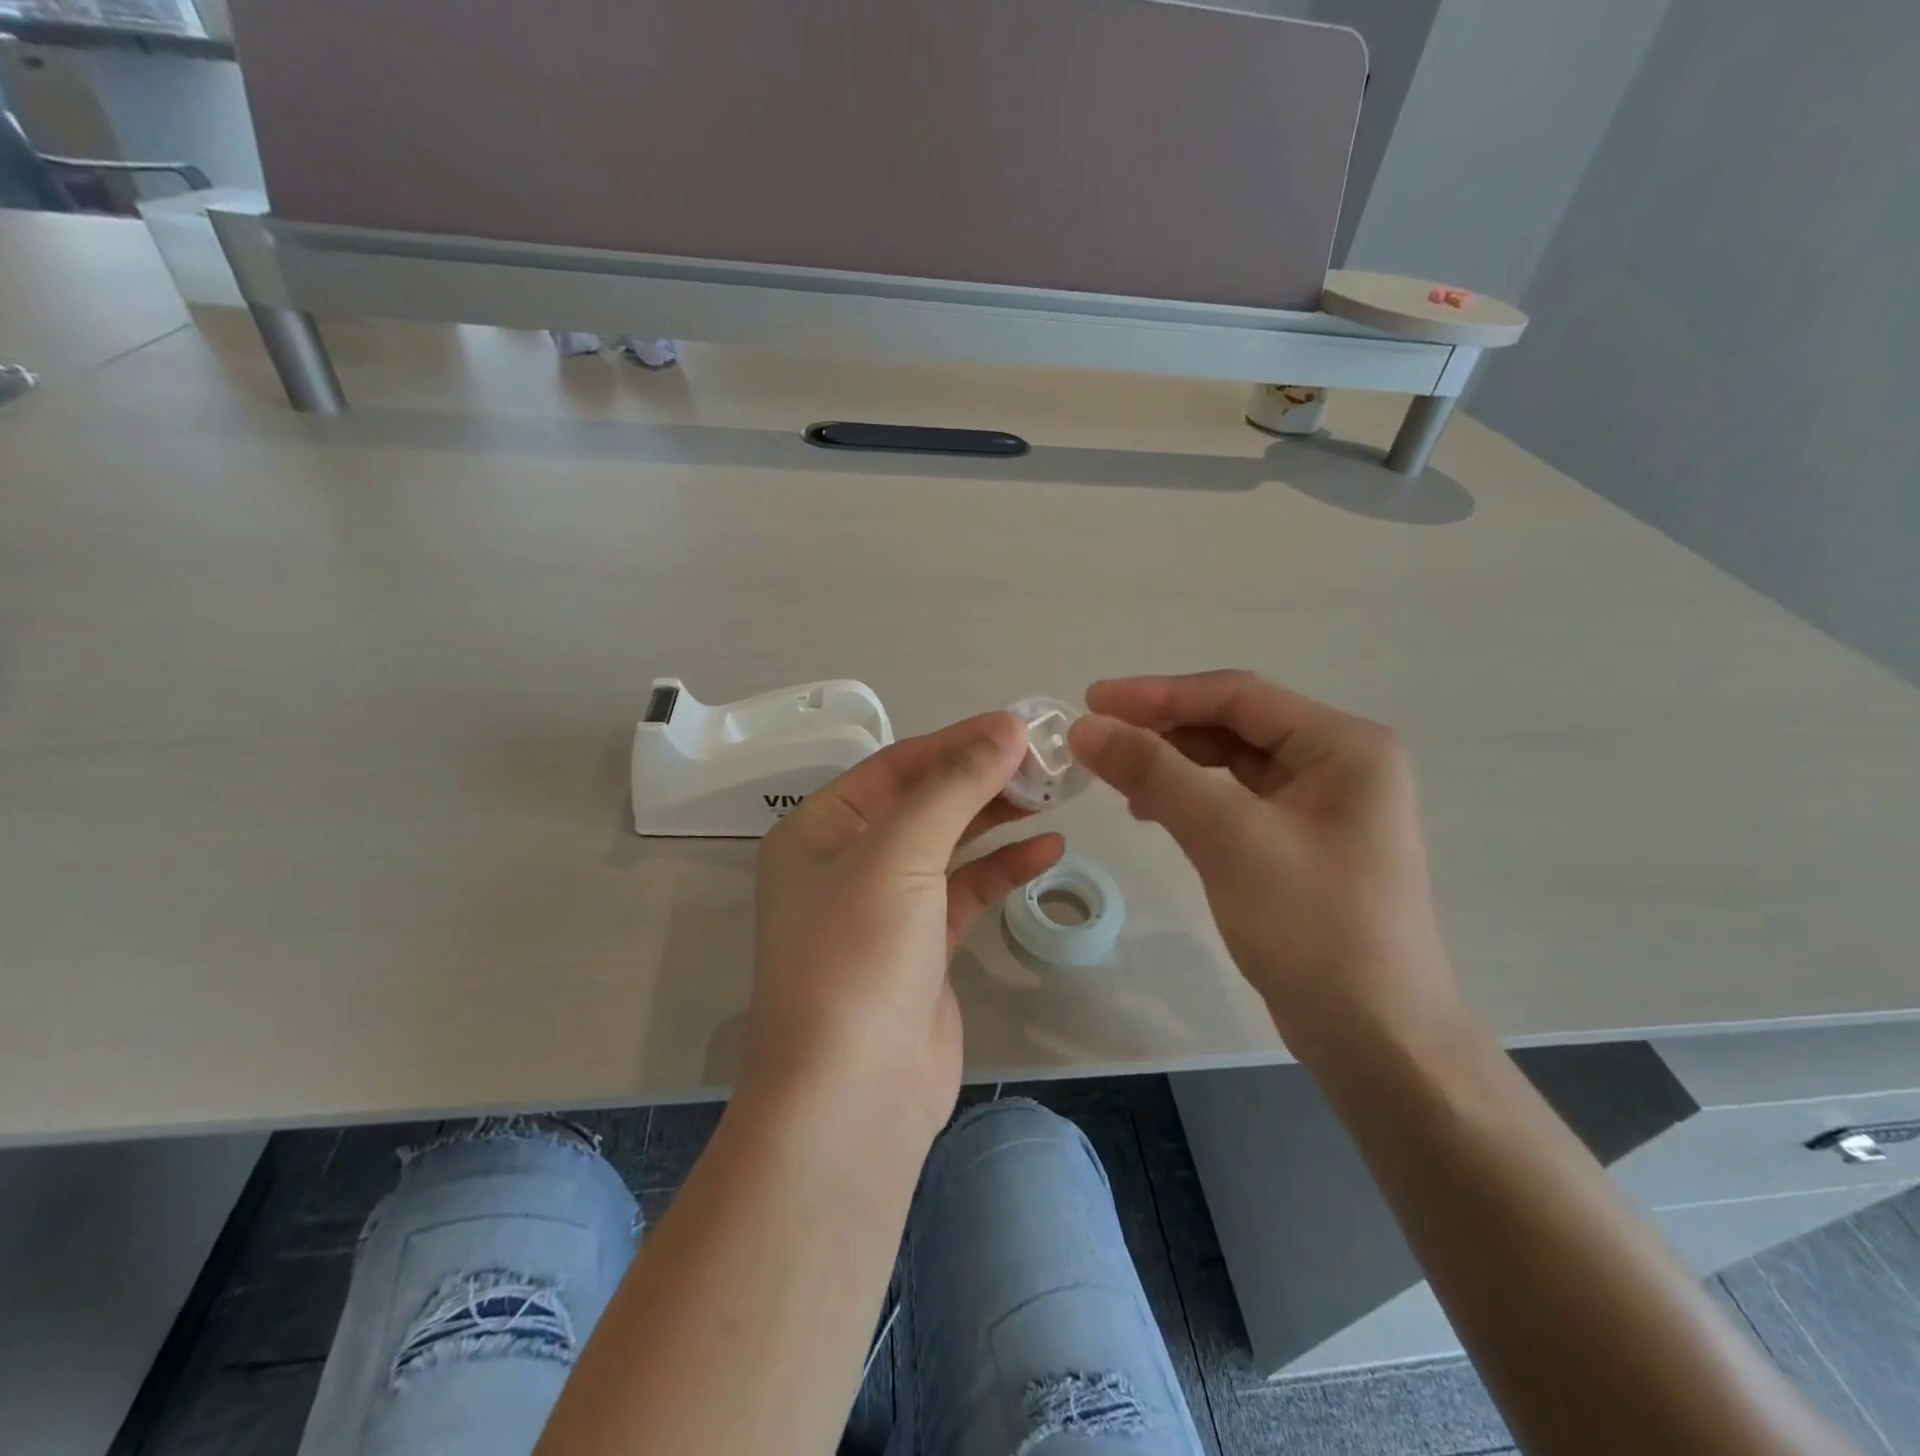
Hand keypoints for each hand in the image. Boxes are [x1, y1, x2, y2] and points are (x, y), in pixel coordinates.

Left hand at [745, 712, 1064, 1143]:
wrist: (852, 1097)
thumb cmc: (858, 956)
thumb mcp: (900, 853)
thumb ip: (956, 786)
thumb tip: (1008, 726)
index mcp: (820, 829)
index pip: (897, 766)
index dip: (959, 741)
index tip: (1021, 726)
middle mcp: (848, 860)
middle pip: (925, 802)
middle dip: (983, 779)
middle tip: (1047, 760)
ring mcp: (886, 906)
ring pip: (949, 845)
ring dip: (997, 819)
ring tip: (1055, 795)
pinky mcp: (922, 946)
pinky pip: (966, 891)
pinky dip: (1003, 868)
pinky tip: (1048, 849)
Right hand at [1068, 671, 1457, 1051]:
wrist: (1375, 1038)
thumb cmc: (1312, 926)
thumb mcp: (1228, 838)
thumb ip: (1155, 772)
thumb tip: (1086, 726)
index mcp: (1344, 745)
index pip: (1237, 696)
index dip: (1158, 694)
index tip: (1091, 700)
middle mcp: (1339, 762)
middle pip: (1234, 724)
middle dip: (1164, 728)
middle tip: (1097, 738)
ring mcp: (1323, 805)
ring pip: (1231, 763)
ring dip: (1172, 763)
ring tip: (1116, 777)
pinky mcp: (1302, 842)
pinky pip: (1236, 800)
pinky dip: (1191, 798)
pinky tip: (1152, 811)